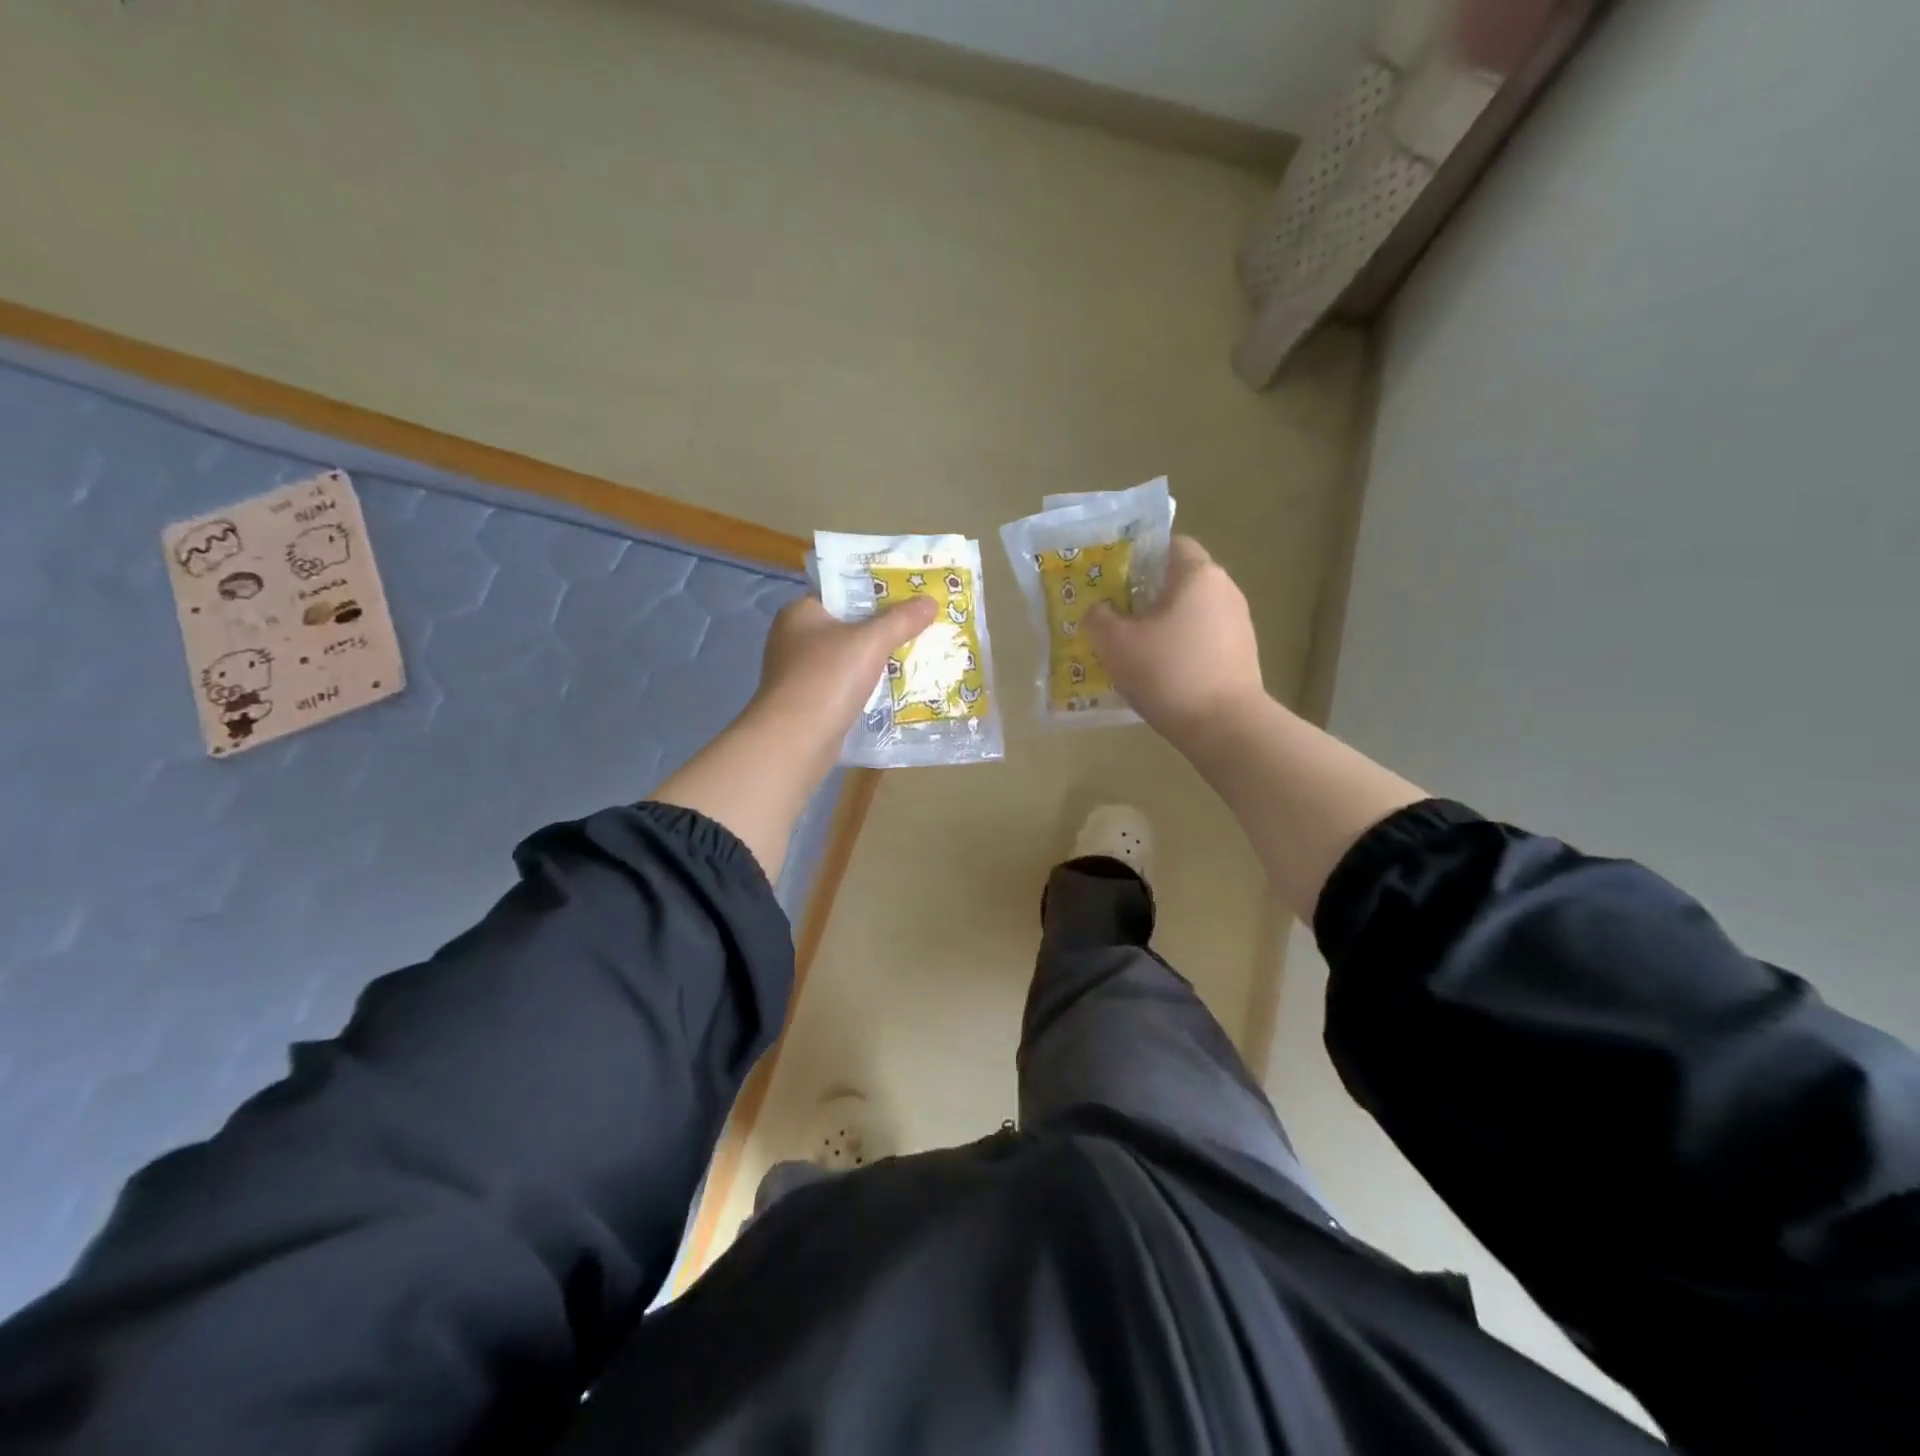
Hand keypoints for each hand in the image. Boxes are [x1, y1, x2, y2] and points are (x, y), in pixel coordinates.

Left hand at [749, 594, 936, 754]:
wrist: (796, 739)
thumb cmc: (828, 678)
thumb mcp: (870, 642)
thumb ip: (900, 620)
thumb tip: (930, 601)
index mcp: (800, 611)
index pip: (841, 591)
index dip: (875, 591)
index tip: (908, 595)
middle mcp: (793, 637)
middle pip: (846, 624)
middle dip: (881, 627)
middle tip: (918, 624)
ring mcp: (798, 672)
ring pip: (846, 657)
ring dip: (874, 659)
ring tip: (913, 654)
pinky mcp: (807, 701)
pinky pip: (843, 684)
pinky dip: (864, 684)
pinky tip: (892, 687)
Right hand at [1084, 537, 1265, 751]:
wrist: (1224, 725)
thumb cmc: (1168, 671)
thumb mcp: (1116, 644)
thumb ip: (1099, 619)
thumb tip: (1099, 611)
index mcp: (1198, 574)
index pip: (1170, 544)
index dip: (1140, 556)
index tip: (1114, 579)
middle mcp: (1225, 590)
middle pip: (1179, 581)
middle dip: (1146, 595)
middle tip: (1114, 616)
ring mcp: (1238, 624)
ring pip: (1191, 613)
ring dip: (1163, 625)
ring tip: (1133, 649)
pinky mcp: (1242, 655)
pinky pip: (1203, 640)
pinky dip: (1181, 649)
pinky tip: (1160, 673)